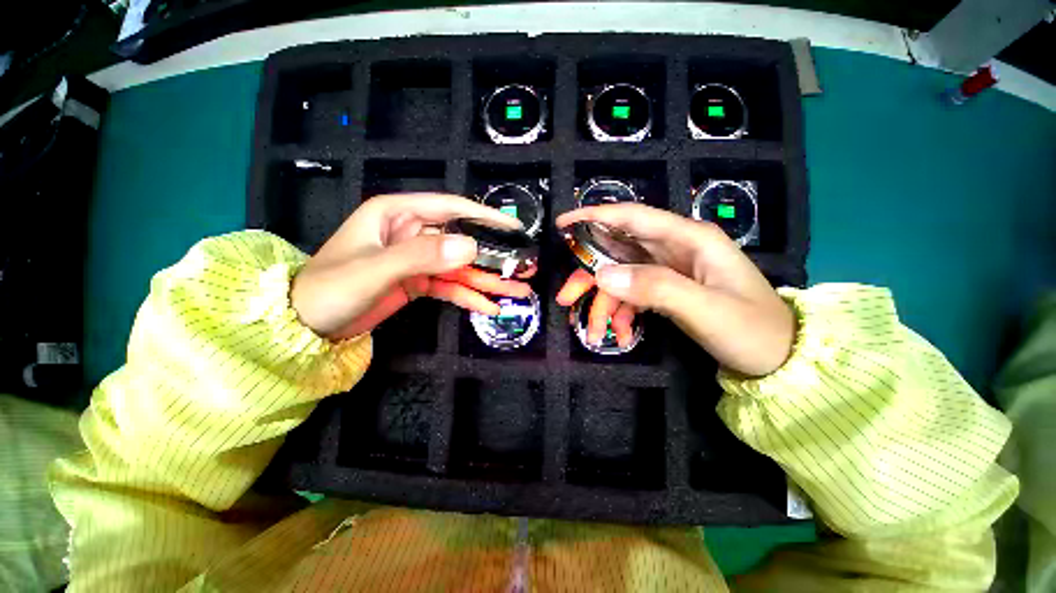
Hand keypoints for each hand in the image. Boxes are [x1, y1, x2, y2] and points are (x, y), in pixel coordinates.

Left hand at [292, 193, 531, 339]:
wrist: (306, 324)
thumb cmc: (331, 287)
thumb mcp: (376, 269)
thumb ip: (422, 256)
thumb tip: (472, 247)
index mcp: (399, 214)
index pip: (451, 207)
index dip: (485, 217)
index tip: (515, 229)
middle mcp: (413, 232)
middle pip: (463, 241)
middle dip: (494, 257)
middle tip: (524, 268)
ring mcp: (418, 259)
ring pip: (461, 267)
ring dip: (488, 281)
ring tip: (517, 293)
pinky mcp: (419, 282)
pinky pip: (450, 286)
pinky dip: (469, 297)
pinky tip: (489, 307)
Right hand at [555, 204, 794, 376]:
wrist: (782, 359)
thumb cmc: (753, 330)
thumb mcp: (705, 310)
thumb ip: (655, 289)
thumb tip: (603, 276)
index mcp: (689, 239)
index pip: (633, 217)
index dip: (594, 216)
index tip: (562, 224)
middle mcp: (675, 249)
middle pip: (618, 252)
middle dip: (589, 275)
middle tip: (565, 298)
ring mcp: (670, 270)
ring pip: (621, 277)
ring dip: (603, 304)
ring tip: (594, 333)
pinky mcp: (667, 290)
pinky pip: (633, 295)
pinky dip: (621, 314)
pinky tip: (621, 333)